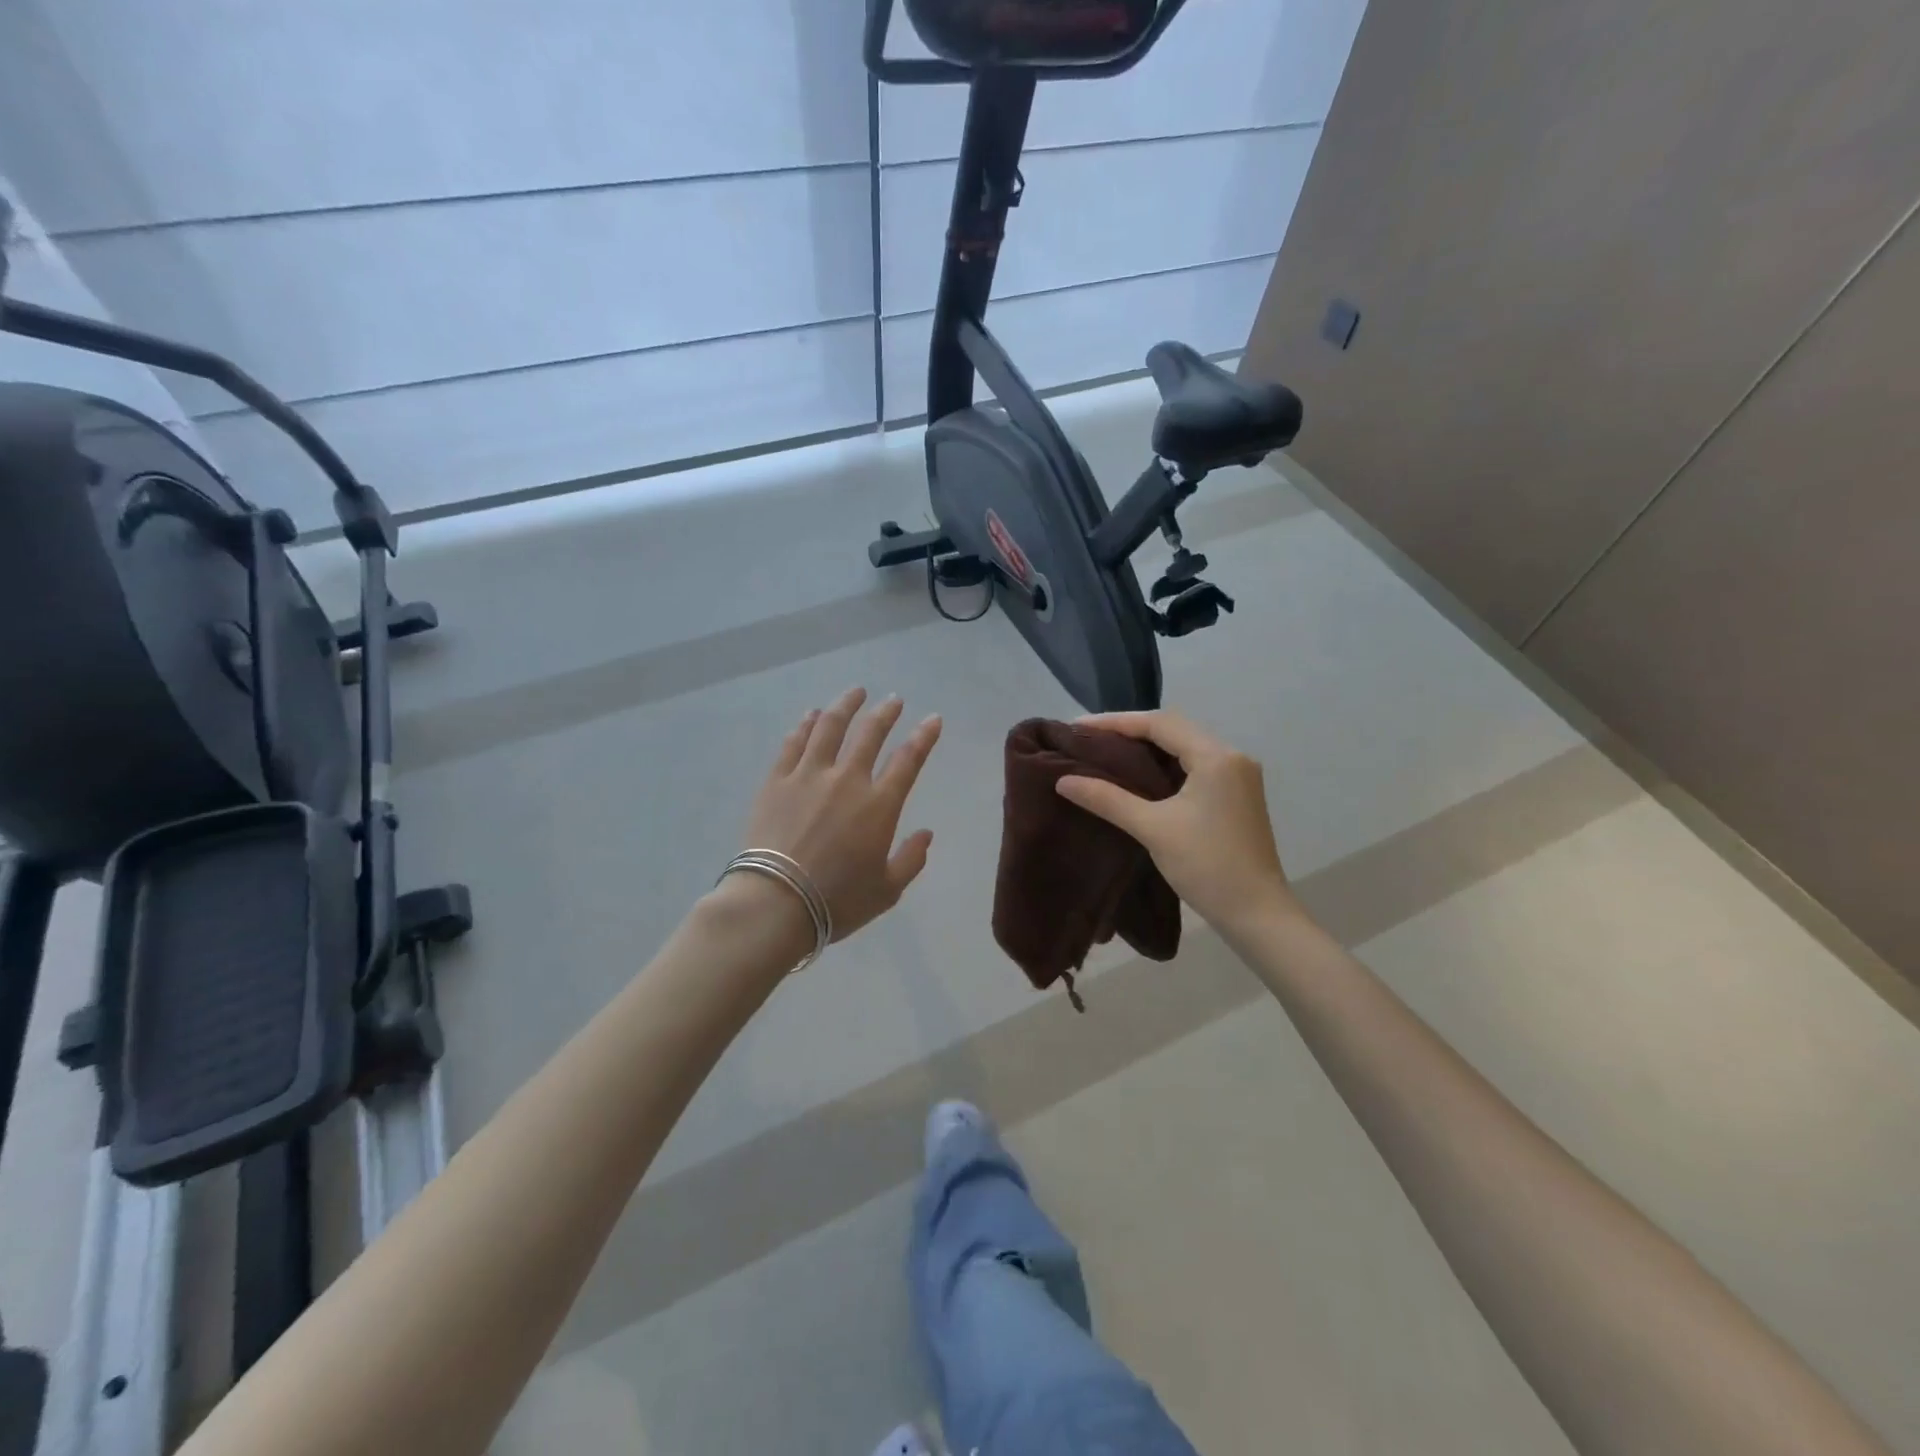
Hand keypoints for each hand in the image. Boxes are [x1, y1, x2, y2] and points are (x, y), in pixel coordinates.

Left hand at [742, 688, 943, 941]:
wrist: (776, 903)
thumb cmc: (837, 901)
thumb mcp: (887, 890)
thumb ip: (911, 859)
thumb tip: (926, 834)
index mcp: (879, 805)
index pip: (908, 760)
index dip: (924, 736)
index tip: (933, 719)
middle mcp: (847, 780)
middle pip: (870, 733)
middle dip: (886, 712)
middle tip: (894, 700)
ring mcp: (809, 776)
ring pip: (830, 727)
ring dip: (846, 706)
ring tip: (856, 692)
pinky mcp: (777, 781)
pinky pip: (794, 743)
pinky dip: (805, 724)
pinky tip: (811, 715)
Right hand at [1055, 710, 1295, 933]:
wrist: (1257, 914)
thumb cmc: (1207, 867)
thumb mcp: (1152, 829)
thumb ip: (1107, 799)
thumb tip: (1063, 780)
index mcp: (1216, 757)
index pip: (1159, 724)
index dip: (1115, 722)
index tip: (1077, 727)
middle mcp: (1231, 757)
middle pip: (1173, 729)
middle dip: (1129, 731)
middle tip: (1088, 739)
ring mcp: (1237, 776)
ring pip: (1183, 747)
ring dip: (1147, 748)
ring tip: (1106, 752)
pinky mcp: (1235, 794)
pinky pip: (1193, 765)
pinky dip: (1163, 765)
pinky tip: (1137, 775)